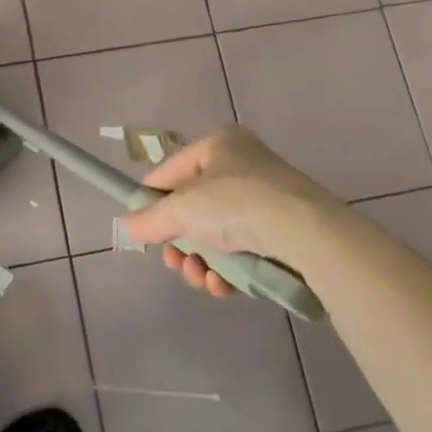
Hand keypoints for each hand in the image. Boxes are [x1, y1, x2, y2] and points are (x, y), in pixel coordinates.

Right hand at [121, 127, 343, 297]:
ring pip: (216, 235)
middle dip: (180, 243)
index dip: (152, 200)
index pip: (171, 171)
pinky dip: (227, 271)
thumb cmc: (236, 204)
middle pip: (193, 209)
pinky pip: (241, 251)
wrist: (305, 232)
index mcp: (219, 146)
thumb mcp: (183, 208)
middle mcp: (242, 167)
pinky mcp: (280, 233)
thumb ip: (150, 219)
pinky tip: (222, 286)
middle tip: (175, 263)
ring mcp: (264, 200)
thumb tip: (127, 226)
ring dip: (201, 262)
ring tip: (200, 278)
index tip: (142, 229)